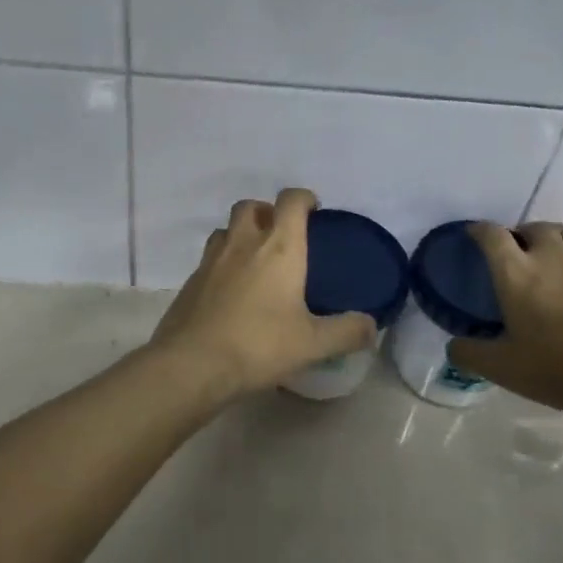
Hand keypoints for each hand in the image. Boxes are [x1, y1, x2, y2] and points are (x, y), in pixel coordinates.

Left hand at [149, 187, 377, 395]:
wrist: (192, 364)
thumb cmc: (258, 345)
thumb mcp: (312, 344)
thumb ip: (346, 332)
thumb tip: (372, 326)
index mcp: (279, 247)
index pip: (291, 201)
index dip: (304, 198)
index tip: (314, 212)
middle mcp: (243, 242)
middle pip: (251, 206)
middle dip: (268, 212)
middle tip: (282, 236)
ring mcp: (211, 259)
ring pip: (226, 229)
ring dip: (241, 234)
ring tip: (255, 261)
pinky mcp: (190, 280)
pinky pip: (209, 258)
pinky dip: (223, 263)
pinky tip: (231, 292)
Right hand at [448, 217, 562, 418]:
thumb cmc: (557, 369)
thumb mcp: (501, 368)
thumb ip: (469, 354)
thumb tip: (453, 346)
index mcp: (516, 274)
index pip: (492, 237)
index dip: (479, 231)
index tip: (473, 235)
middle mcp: (551, 258)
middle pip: (535, 229)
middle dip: (523, 234)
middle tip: (518, 251)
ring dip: (558, 234)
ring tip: (553, 243)